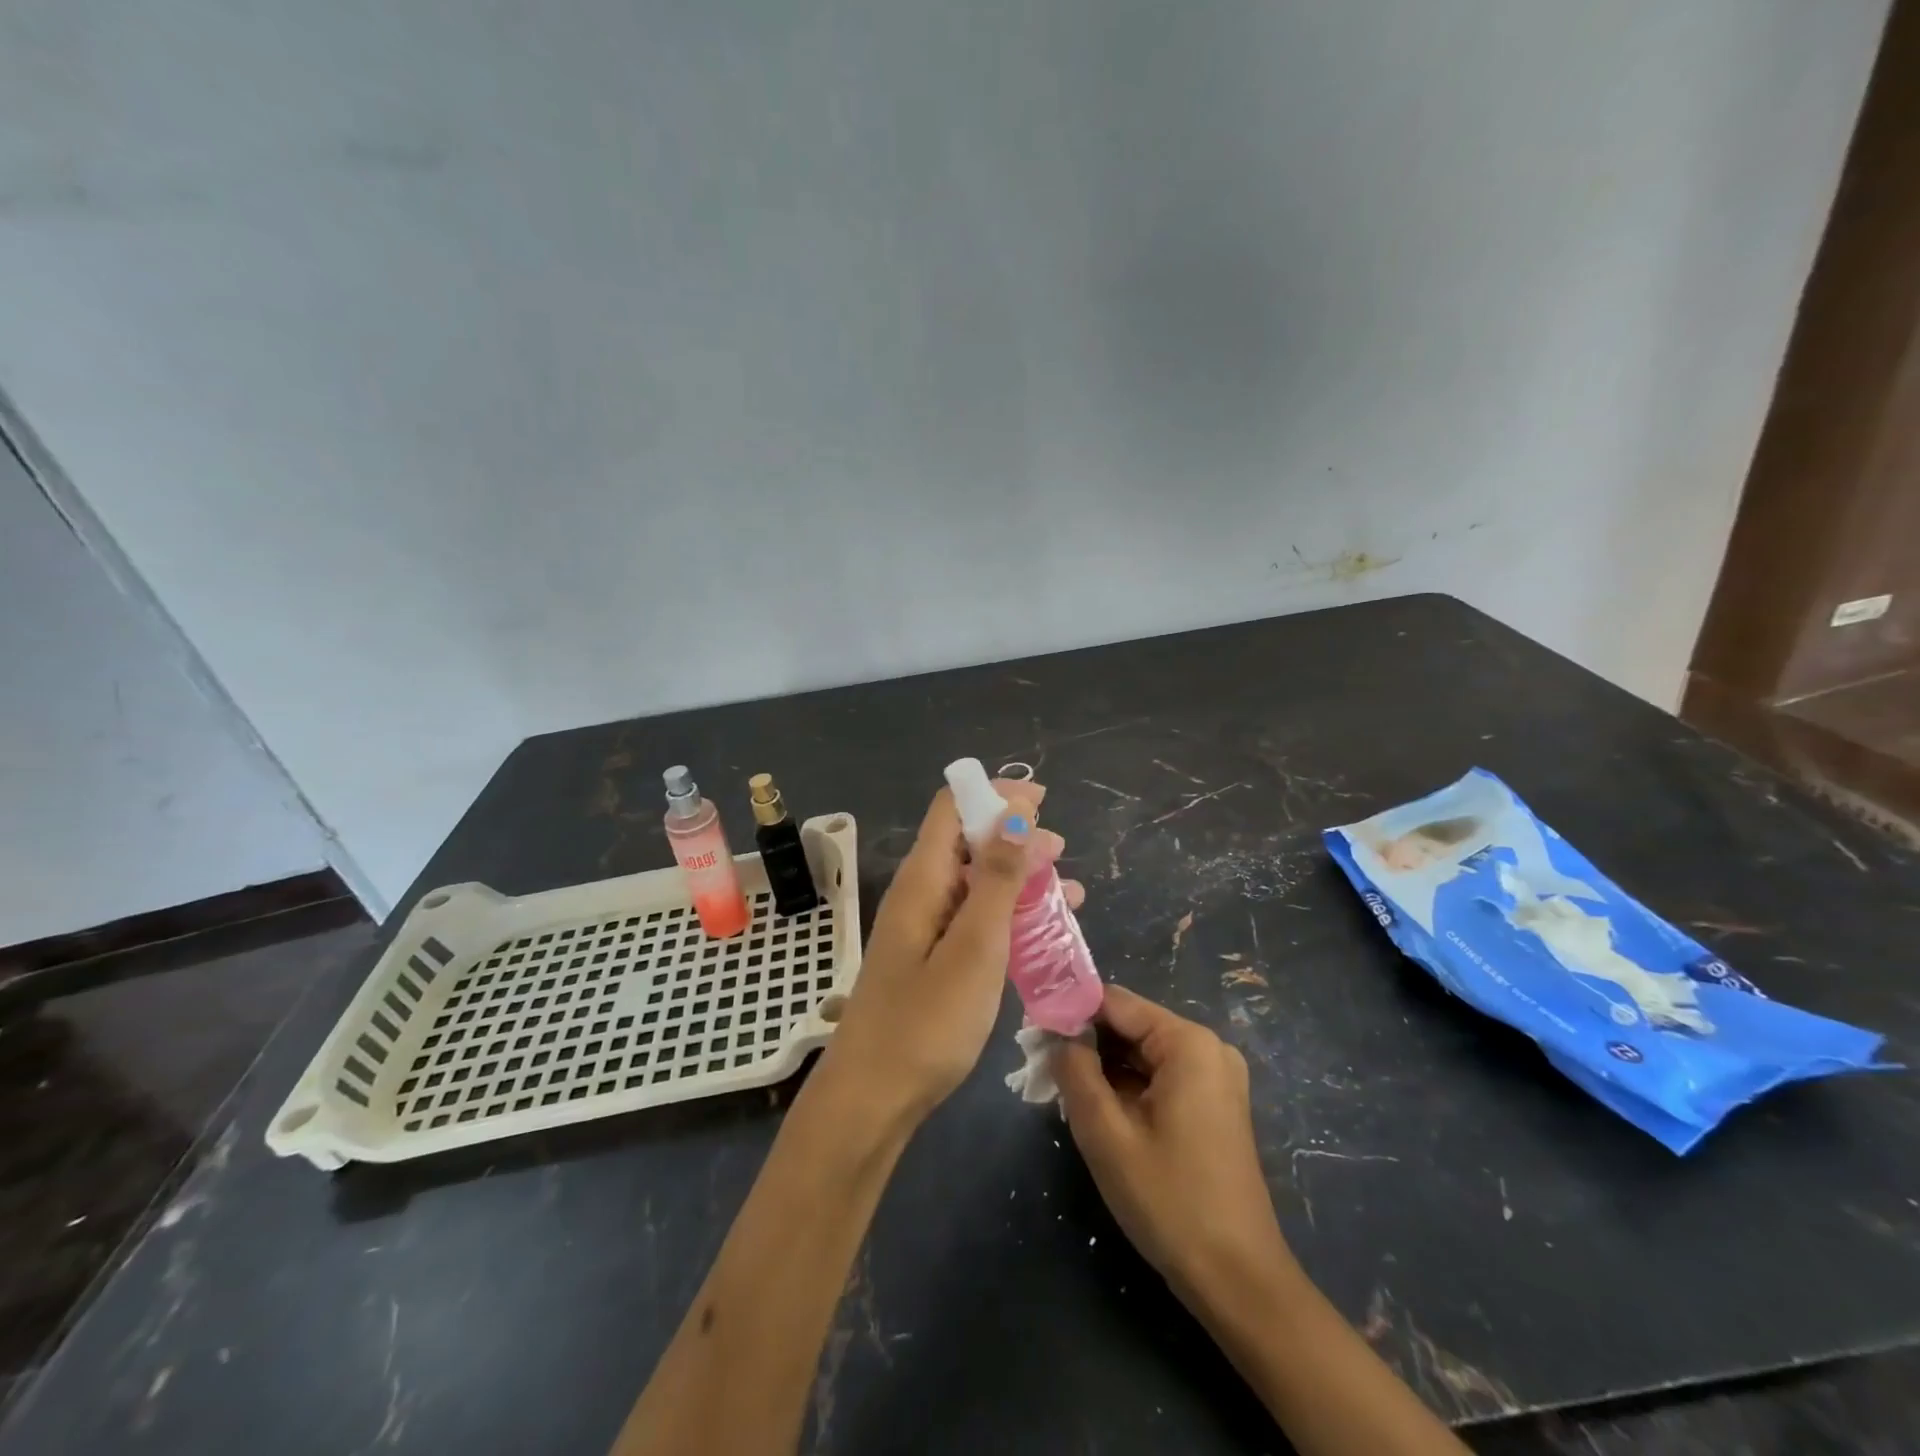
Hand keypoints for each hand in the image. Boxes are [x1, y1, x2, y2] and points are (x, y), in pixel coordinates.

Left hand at [822, 779, 1084, 1124]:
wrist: (874, 1098)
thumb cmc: (927, 1023)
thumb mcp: (975, 946)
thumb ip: (998, 879)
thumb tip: (1016, 813)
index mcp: (923, 879)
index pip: (952, 808)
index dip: (995, 795)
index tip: (1042, 802)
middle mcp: (920, 893)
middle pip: (967, 841)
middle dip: (1015, 836)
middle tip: (1060, 851)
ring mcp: (924, 927)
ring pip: (976, 883)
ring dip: (1019, 879)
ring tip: (1067, 891)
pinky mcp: (931, 958)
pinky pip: (973, 918)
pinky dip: (1008, 915)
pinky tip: (1041, 931)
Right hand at [1053, 985, 1294, 1306]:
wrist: (1239, 1281)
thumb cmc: (1170, 1201)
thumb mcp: (1106, 1134)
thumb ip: (1075, 1071)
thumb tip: (1056, 1035)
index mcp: (1188, 1043)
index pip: (1114, 1002)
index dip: (1070, 1011)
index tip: (1033, 1031)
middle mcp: (1207, 1048)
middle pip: (1130, 1026)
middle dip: (1085, 1042)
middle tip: (1040, 1065)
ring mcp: (1215, 1077)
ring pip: (1141, 1053)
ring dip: (1102, 1067)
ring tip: (1061, 1089)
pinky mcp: (1213, 1105)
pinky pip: (1159, 1077)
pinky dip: (1126, 1086)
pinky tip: (1098, 1110)